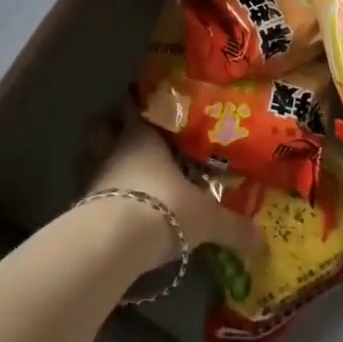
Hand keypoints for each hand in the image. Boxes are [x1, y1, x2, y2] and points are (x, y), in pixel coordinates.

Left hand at [82, 109, 261, 265]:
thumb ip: (233, 227)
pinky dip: (93, 192)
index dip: (137, 101)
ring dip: (96, 157)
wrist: (113, 242)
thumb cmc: (163, 208)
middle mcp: (113, 149)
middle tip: (122, 130)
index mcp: (143, 137)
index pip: (135, 107)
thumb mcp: (206, 219)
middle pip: (102, 126)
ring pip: (88, 154)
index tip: (142, 98)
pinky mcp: (79, 206)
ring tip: (112, 166)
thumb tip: (263, 242)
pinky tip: (107, 204)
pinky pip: (85, 189)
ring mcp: (92, 176)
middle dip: (109, 125)